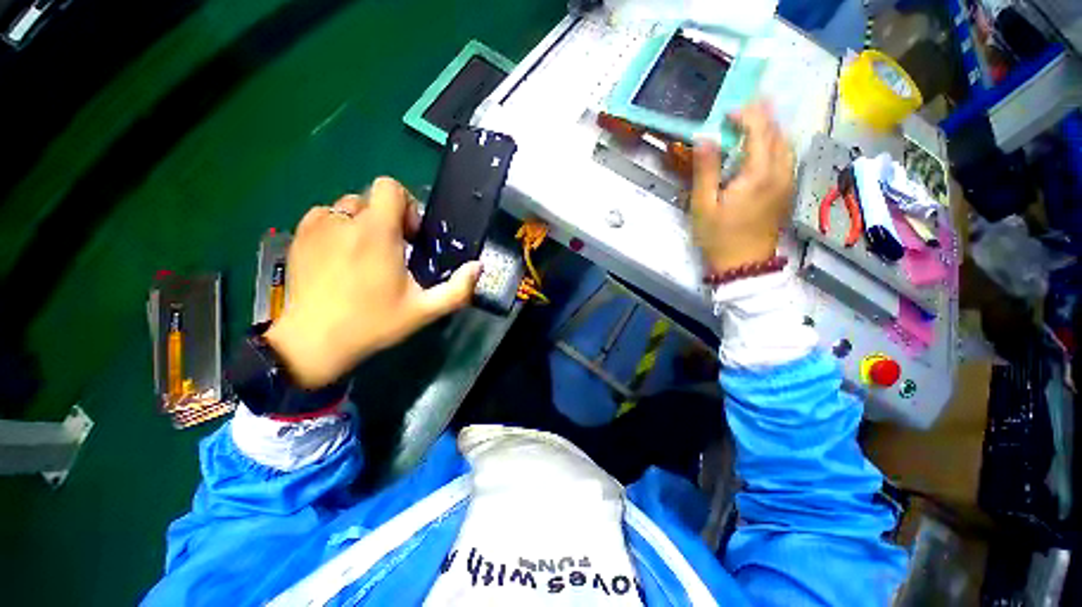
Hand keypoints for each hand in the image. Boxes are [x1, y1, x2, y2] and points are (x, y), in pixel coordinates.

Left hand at [265, 177, 480, 387]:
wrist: (312, 343)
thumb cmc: (373, 324)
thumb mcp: (424, 310)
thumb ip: (458, 289)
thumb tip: (478, 266)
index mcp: (376, 232)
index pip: (389, 187)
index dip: (406, 206)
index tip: (410, 236)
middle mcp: (344, 221)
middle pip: (372, 199)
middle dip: (387, 220)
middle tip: (392, 252)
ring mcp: (316, 227)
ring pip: (347, 209)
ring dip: (362, 225)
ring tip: (364, 256)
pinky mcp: (297, 237)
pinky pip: (324, 218)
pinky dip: (338, 230)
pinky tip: (340, 258)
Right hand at [691, 102, 794, 272]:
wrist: (743, 265)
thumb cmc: (718, 236)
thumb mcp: (704, 205)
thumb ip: (706, 170)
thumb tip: (705, 137)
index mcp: (759, 174)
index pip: (760, 131)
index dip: (747, 115)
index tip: (728, 111)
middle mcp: (780, 172)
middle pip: (777, 133)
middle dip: (762, 116)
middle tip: (741, 109)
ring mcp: (787, 182)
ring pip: (785, 144)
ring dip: (769, 129)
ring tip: (751, 123)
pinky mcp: (786, 191)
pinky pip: (786, 158)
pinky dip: (774, 145)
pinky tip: (761, 148)